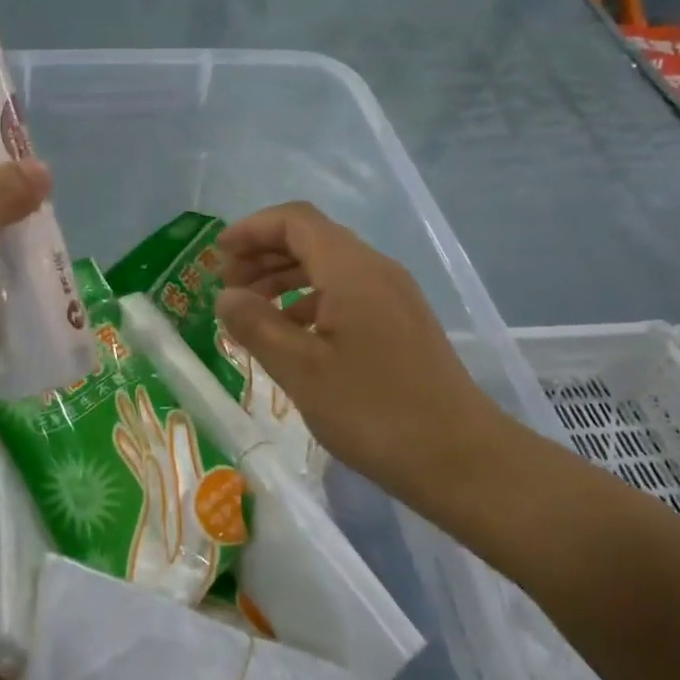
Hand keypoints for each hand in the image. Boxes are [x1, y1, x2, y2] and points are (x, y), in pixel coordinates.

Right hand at [213, 202, 512, 515]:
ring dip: (285, 278)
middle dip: (264, 254)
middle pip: (312, 239)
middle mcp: (376, 270)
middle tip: (227, 286)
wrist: (461, 458)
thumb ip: (256, 325)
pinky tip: (293, 334)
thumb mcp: (301, 370)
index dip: (252, 230)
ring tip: (252, 310)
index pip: (295, 221)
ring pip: (330, 267)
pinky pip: (347, 293)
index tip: (218, 255)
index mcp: (352, 270)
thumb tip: (226, 296)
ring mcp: (394, 296)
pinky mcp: (401, 323)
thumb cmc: (374, 411)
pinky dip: (311, 301)